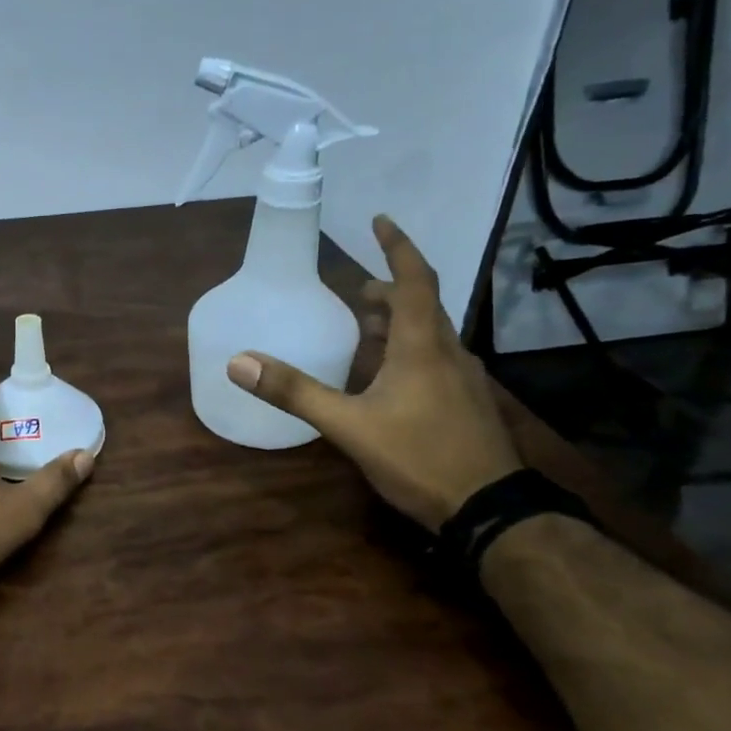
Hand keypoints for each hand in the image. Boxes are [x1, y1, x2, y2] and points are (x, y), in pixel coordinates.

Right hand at [228, 215, 519, 529]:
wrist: (490, 510)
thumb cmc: (419, 457)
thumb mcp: (348, 425)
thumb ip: (295, 392)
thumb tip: (240, 361)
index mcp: (422, 346)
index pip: (414, 280)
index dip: (397, 246)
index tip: (379, 220)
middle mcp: (448, 352)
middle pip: (421, 305)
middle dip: (389, 290)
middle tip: (356, 291)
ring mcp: (464, 379)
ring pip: (430, 333)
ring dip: (399, 321)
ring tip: (366, 328)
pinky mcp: (467, 403)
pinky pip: (436, 358)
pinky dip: (409, 349)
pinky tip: (388, 377)